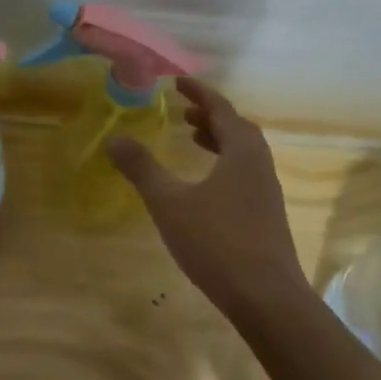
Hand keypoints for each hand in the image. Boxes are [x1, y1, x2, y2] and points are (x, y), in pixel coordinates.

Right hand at [106, 76, 310, 316]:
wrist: (267, 297)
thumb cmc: (217, 242)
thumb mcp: (170, 203)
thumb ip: (142, 169)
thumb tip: (114, 137)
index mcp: (242, 151)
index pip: (221, 108)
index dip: (198, 92)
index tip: (177, 82)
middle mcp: (260, 164)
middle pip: (237, 128)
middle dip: (209, 116)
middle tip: (182, 114)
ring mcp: (267, 191)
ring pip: (242, 153)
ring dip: (218, 140)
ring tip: (192, 141)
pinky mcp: (266, 216)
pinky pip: (244, 174)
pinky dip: (223, 165)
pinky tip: (205, 188)